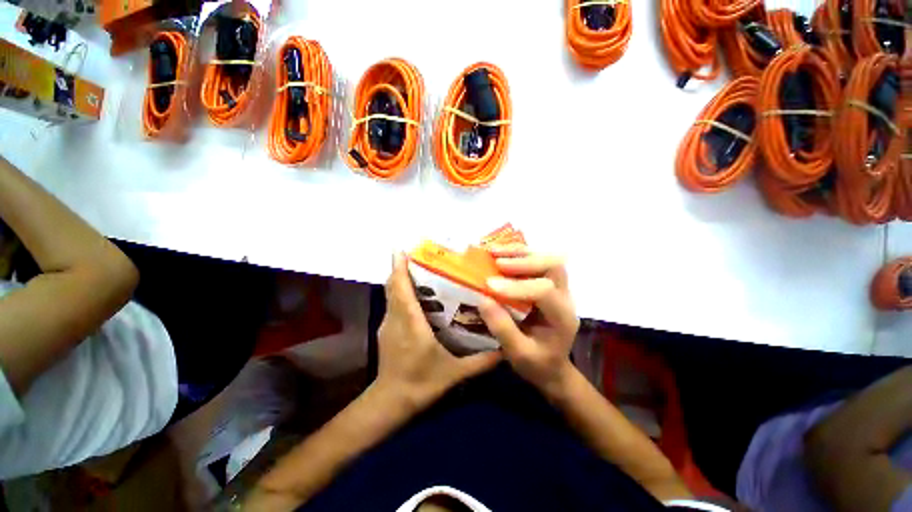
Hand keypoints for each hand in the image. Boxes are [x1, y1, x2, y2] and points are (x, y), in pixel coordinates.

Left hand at [374, 253, 501, 411]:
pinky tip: (416, 293)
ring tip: (419, 268)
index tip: (401, 249)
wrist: (390, 402)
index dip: (399, 267)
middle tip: (419, 255)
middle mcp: (395, 318)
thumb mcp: (454, 373)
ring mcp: (387, 324)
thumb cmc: (421, 384)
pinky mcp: (386, 329)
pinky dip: (400, 292)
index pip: (401, 288)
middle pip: (393, 286)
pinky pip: (392, 303)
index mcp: (410, 323)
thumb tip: (504, 349)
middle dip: (401, 267)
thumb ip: (481, 362)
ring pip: (391, 293)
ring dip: (400, 278)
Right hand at [478, 246, 579, 395]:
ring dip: (521, 253)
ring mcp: (559, 289)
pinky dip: (519, 255)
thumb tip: (483, 298)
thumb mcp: (518, 354)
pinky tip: (502, 255)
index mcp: (562, 318)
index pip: (544, 291)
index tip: (489, 285)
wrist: (552, 367)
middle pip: (553, 266)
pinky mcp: (549, 284)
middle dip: (523, 261)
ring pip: (547, 259)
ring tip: (495, 252)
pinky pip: (538, 261)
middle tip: (496, 263)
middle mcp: (565, 298)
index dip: (516, 286)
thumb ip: (502, 328)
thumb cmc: (537, 364)